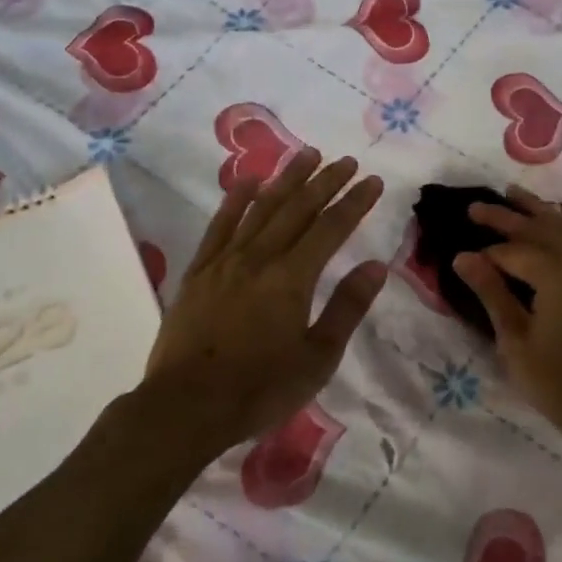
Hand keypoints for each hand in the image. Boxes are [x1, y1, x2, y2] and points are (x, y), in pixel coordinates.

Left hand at [143, 149, 387, 461]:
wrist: (186, 407)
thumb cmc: (260, 389)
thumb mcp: (317, 358)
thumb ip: (346, 308)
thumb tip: (375, 266)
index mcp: (292, 278)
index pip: (331, 228)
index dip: (354, 202)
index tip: (373, 180)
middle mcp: (259, 258)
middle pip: (298, 208)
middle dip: (325, 181)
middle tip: (347, 160)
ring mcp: (225, 261)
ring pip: (261, 208)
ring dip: (286, 179)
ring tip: (306, 155)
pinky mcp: (198, 272)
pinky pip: (219, 226)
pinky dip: (234, 200)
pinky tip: (246, 181)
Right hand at [455, 186, 561, 447]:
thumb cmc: (558, 381)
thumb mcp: (515, 339)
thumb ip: (492, 293)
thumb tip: (463, 257)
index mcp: (555, 273)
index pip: (512, 251)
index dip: (486, 254)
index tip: (461, 255)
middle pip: (539, 228)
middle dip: (506, 215)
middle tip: (475, 206)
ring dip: (537, 211)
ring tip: (514, 194)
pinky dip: (559, 228)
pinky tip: (551, 227)